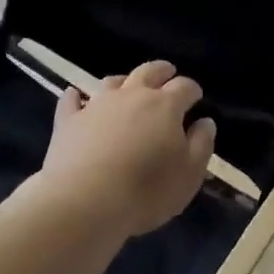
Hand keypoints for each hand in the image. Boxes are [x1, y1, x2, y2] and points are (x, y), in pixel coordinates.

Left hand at [38, 60, 217, 238]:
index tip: (196, 97)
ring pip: (113, 82)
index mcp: (165, 106)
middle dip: (162, 71)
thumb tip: (205, 122)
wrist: (83, 201)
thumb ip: (201, 144)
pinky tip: (76, 96)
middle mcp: (132, 95)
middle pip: (149, 72)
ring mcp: (97, 105)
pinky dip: (77, 96)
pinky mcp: (68, 120)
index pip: (184, 87)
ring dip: (124, 81)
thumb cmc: (146, 191)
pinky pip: (72, 100)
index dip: (192, 90)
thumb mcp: (189, 174)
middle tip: (167, 73)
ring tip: (128, 86)